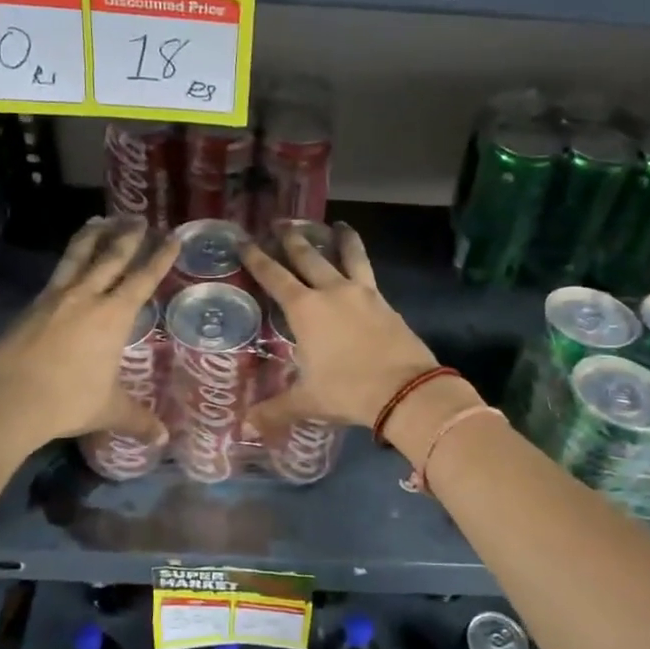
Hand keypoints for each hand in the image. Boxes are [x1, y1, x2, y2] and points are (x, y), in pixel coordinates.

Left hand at [0, 217, 176, 455]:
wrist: (7, 400)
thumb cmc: (67, 401)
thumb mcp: (109, 410)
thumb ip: (138, 420)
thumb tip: (163, 440)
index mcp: (112, 316)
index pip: (143, 279)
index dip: (160, 258)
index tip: (172, 237)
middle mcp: (86, 298)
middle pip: (111, 257)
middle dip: (128, 236)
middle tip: (138, 218)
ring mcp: (54, 299)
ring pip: (77, 257)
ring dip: (92, 236)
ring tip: (100, 219)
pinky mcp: (30, 307)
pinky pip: (56, 275)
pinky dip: (68, 261)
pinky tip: (68, 265)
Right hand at [241, 224, 439, 435]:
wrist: (406, 390)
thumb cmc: (348, 390)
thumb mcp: (308, 401)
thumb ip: (275, 410)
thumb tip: (244, 426)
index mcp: (306, 309)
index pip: (274, 276)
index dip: (256, 258)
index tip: (244, 240)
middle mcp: (332, 292)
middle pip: (308, 256)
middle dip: (292, 238)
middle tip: (281, 222)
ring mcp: (363, 293)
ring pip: (348, 255)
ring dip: (340, 239)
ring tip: (337, 224)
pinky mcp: (386, 302)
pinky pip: (369, 273)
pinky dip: (361, 262)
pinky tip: (360, 266)